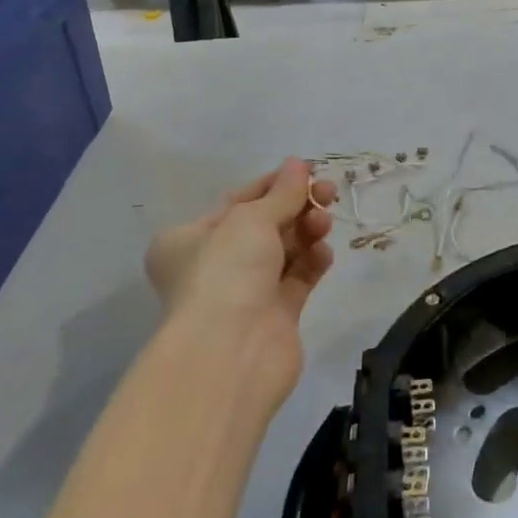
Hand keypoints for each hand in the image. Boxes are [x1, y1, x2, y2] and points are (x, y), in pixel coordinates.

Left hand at [143, 160, 337, 408]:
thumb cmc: (226, 271)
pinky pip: (298, 278)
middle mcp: (213, 265)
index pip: (238, 201)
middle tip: (329, 192)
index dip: (274, 184)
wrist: (231, 353)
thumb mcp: (251, 218)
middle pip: (264, 225)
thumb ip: (282, 192)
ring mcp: (244, 292)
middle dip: (297, 207)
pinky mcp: (274, 316)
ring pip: (284, 251)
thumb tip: (298, 164)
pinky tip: (323, 253)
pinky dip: (312, 262)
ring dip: (307, 231)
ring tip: (324, 223)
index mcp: (189, 239)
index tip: (307, 171)